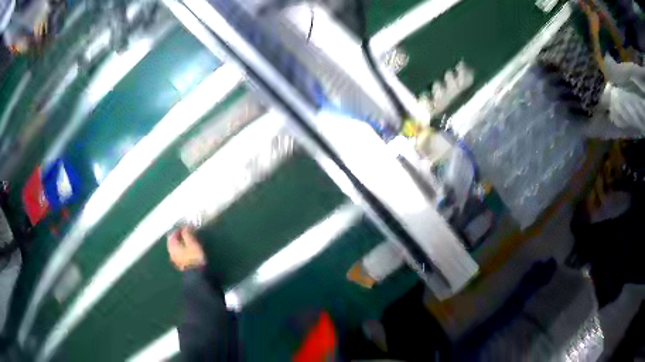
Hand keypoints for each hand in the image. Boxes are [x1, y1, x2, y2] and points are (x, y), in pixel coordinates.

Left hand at [167, 227, 205, 270]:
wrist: (196, 274)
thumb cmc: (194, 257)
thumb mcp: (192, 243)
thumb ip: (187, 233)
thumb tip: (185, 227)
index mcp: (172, 245)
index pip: (173, 233)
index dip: (180, 229)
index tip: (187, 227)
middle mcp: (170, 251)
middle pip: (173, 240)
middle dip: (179, 236)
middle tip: (187, 233)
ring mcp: (174, 258)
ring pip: (175, 247)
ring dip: (180, 242)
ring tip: (188, 241)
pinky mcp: (178, 264)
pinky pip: (178, 253)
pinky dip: (181, 249)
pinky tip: (187, 250)